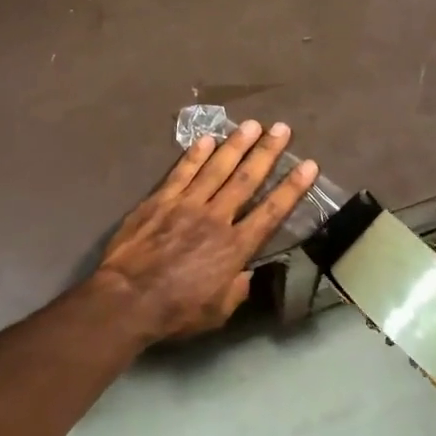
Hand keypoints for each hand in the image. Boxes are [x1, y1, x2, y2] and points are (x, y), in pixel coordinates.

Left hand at [94, 120, 318, 342]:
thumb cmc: (175, 311)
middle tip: (282, 129)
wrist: (127, 299)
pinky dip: (195, 154)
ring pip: (216, 168)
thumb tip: (247, 273)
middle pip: (246, 179)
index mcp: (235, 247)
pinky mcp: (159, 201)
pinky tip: (207, 138)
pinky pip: (182, 172)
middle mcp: (216, 218)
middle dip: (267, 152)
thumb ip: (237, 289)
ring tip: (252, 124)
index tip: (308, 165)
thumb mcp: (218, 312)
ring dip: (236, 144)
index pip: (271, 211)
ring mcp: (186, 205)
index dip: (292, 188)